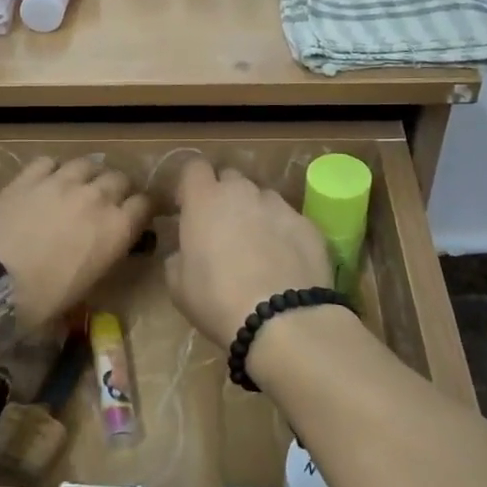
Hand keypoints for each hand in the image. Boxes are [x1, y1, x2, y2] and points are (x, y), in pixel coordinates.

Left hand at [0, 157, 151, 331]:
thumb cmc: (41, 302)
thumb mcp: (86, 286)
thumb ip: (102, 257)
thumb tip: (100, 249)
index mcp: (116, 229)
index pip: (145, 204)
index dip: (141, 210)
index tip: (135, 216)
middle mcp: (95, 198)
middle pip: (119, 179)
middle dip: (117, 189)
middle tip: (106, 202)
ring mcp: (60, 183)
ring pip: (86, 164)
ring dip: (87, 175)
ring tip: (78, 186)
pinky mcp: (27, 178)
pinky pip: (48, 162)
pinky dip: (52, 170)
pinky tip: (45, 182)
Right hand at [165, 159, 331, 345]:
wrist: (282, 319)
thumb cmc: (217, 300)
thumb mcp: (178, 286)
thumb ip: (178, 257)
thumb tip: (185, 253)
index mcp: (204, 200)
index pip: (194, 167)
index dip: (191, 185)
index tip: (188, 207)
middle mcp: (242, 192)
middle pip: (231, 178)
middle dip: (225, 196)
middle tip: (223, 229)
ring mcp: (279, 206)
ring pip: (263, 197)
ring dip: (256, 213)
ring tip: (258, 249)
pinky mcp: (309, 224)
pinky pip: (290, 220)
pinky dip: (284, 233)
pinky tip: (285, 263)